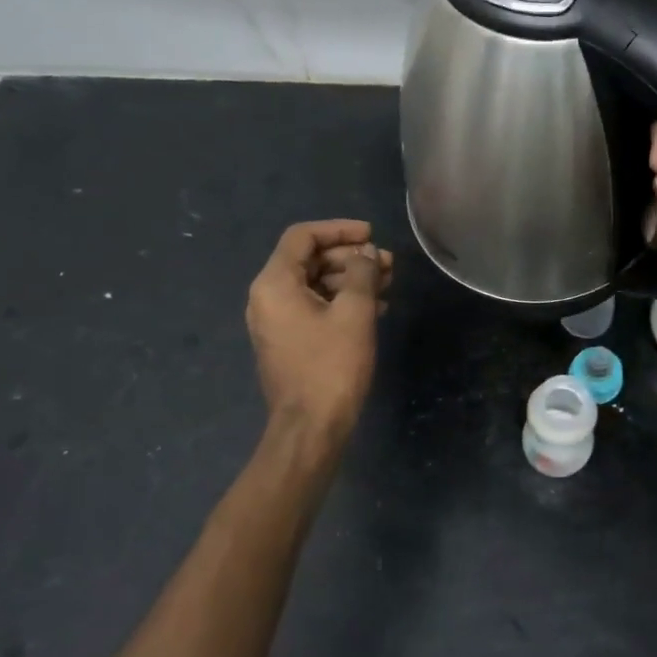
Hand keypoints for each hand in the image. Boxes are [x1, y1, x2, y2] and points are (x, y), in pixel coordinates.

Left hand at [246, 220, 392, 437]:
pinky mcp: (289, 341)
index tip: (372, 235)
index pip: (303, 237)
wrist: (311, 427)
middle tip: (388, 264)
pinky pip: (314, 307)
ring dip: (351, 280)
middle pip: (309, 259)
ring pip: (315, 284)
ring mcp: (276, 321)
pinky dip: (342, 302)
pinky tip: (375, 308)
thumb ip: (361, 273)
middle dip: (351, 258)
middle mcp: (268, 297)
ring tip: (388, 285)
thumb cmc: (332, 365)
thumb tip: (367, 253)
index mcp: (275, 283)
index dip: (339, 229)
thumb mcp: (354, 312)